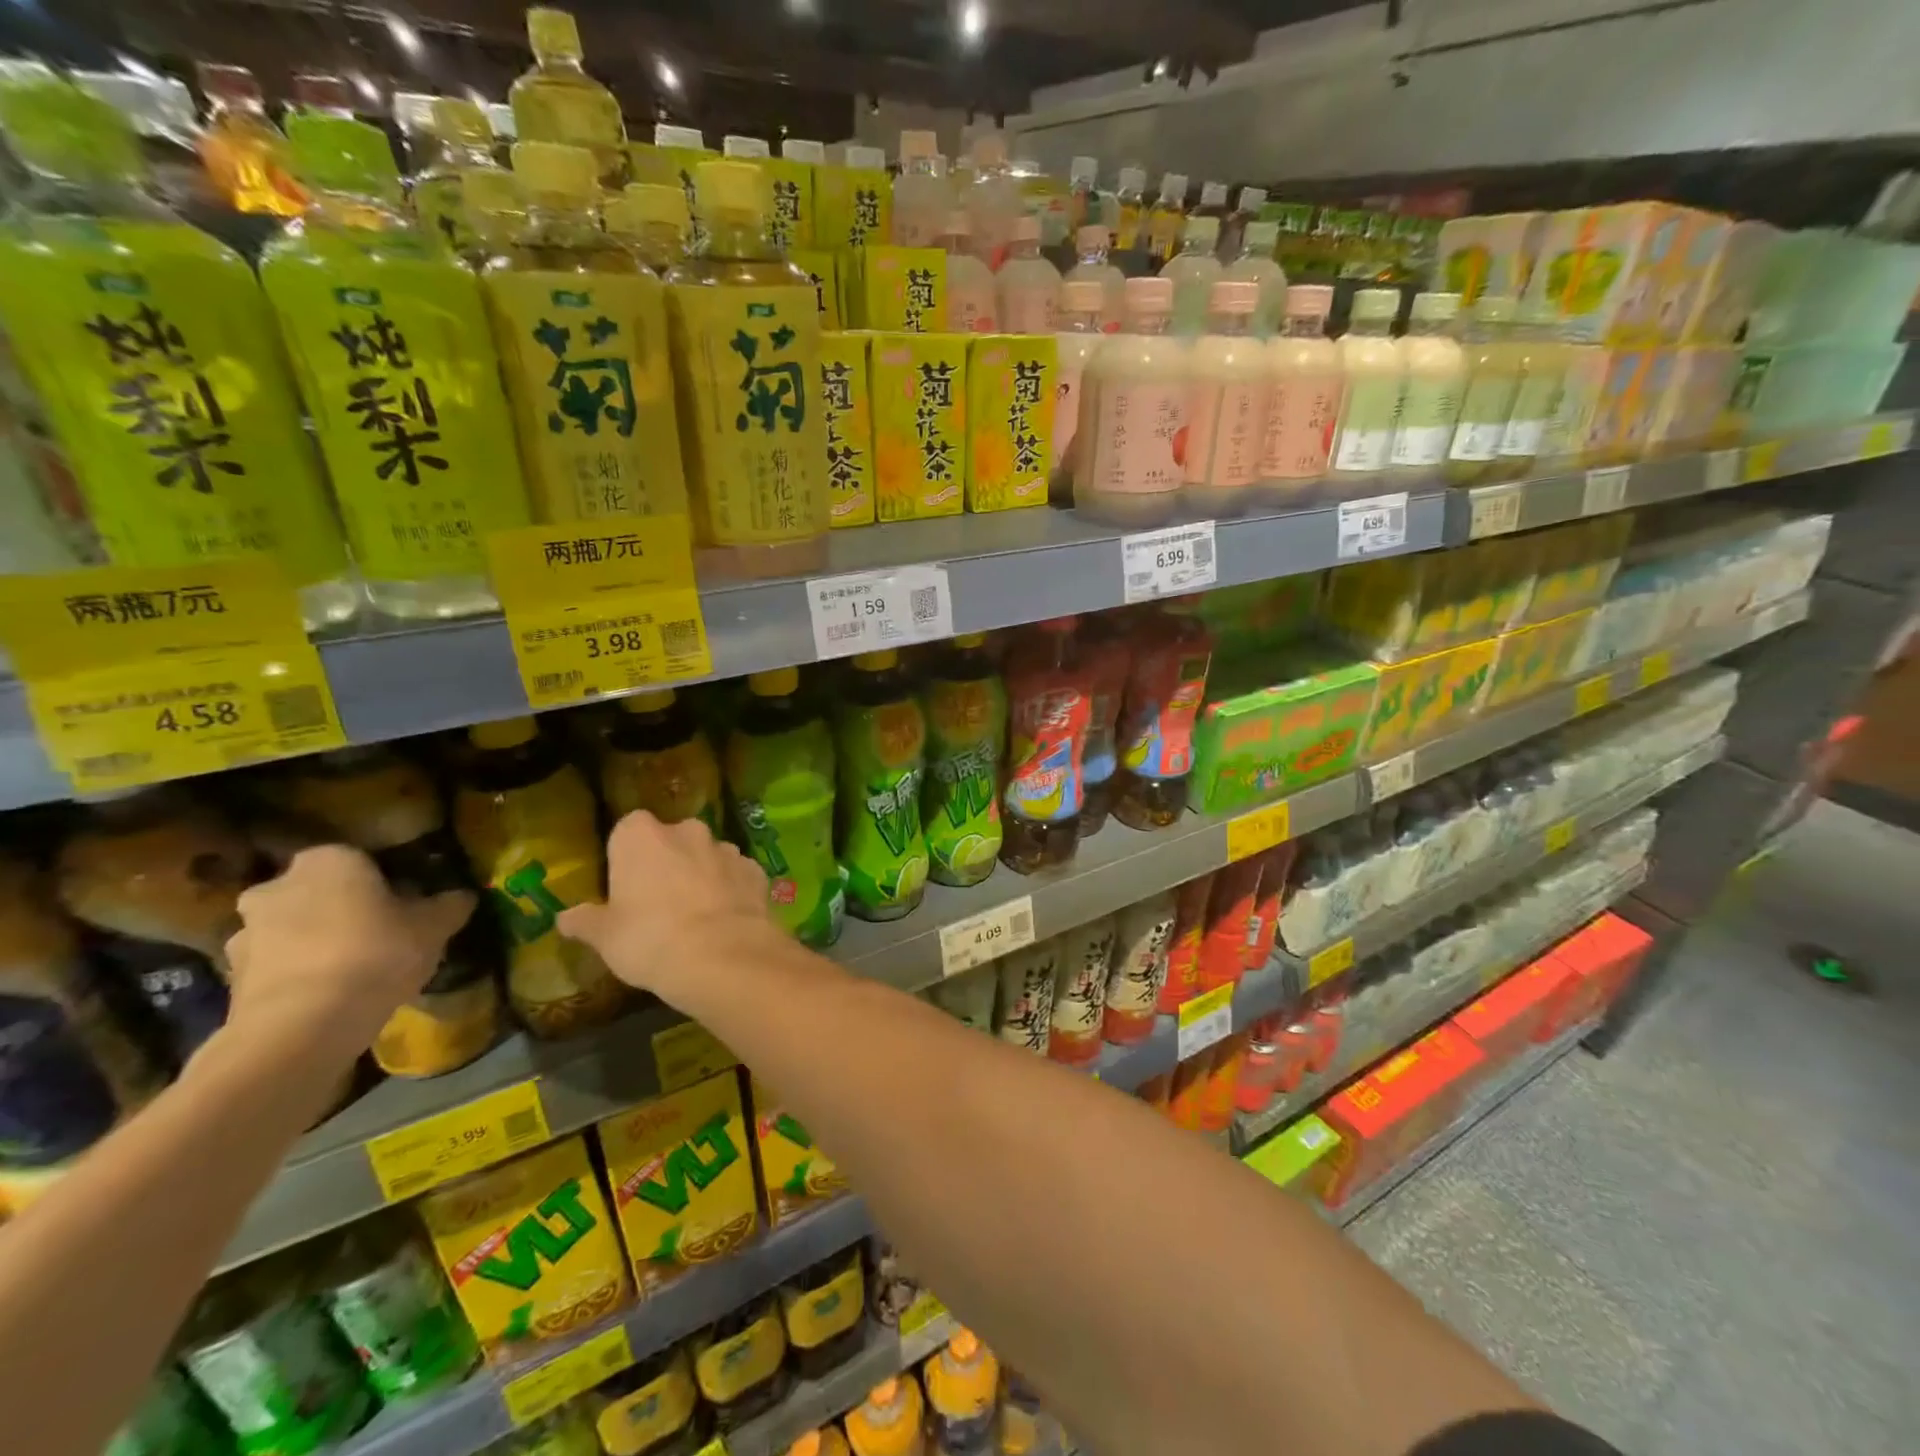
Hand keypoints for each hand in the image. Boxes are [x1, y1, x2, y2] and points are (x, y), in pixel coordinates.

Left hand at [224, 845, 474, 1062]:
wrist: (301, 1027)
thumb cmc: (376, 954)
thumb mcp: (434, 926)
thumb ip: (449, 905)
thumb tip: (461, 896)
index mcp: (329, 860)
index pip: (363, 858)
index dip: (388, 880)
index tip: (409, 903)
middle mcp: (277, 885)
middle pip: (322, 892)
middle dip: (344, 908)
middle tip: (382, 933)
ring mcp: (246, 932)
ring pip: (295, 928)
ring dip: (317, 942)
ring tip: (356, 970)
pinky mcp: (231, 977)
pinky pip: (278, 965)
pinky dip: (300, 974)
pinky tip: (331, 995)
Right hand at [559, 811, 771, 1005]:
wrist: (724, 956)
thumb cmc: (650, 939)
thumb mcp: (605, 937)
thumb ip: (586, 921)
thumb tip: (565, 918)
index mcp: (641, 835)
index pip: (627, 829)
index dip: (626, 857)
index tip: (625, 886)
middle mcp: (687, 831)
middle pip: (672, 839)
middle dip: (667, 862)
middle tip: (658, 903)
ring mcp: (727, 848)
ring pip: (707, 856)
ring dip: (702, 875)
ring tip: (696, 916)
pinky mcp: (756, 870)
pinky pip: (737, 876)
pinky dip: (731, 891)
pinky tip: (726, 921)